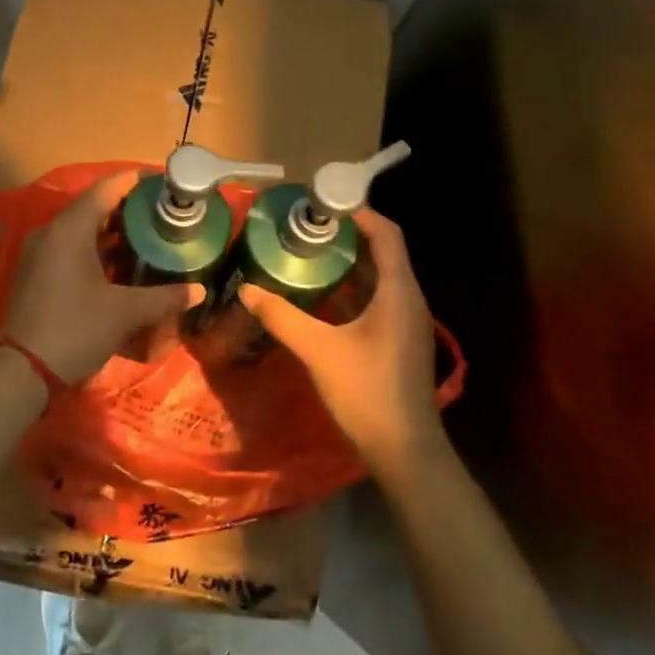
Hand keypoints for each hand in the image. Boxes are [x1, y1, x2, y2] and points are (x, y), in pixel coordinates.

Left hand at [4, 172, 204, 383]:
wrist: (22, 371)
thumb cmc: (75, 329)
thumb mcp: (124, 312)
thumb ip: (164, 297)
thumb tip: (200, 291)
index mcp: (70, 229)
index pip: (106, 188)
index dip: (136, 181)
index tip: (164, 183)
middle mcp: (52, 232)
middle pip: (94, 206)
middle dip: (129, 208)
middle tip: (163, 213)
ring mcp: (41, 253)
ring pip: (82, 229)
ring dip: (113, 230)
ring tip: (149, 236)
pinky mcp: (37, 273)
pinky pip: (71, 247)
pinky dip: (97, 248)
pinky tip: (121, 264)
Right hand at [239, 208, 444, 473]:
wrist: (405, 451)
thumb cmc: (367, 393)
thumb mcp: (318, 351)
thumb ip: (281, 317)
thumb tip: (246, 289)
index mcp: (398, 291)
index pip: (387, 234)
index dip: (359, 212)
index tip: (322, 203)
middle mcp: (408, 298)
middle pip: (383, 250)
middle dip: (347, 233)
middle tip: (305, 225)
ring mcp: (405, 320)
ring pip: (378, 276)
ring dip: (348, 261)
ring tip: (307, 250)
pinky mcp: (397, 339)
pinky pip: (375, 298)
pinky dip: (350, 286)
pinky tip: (319, 292)